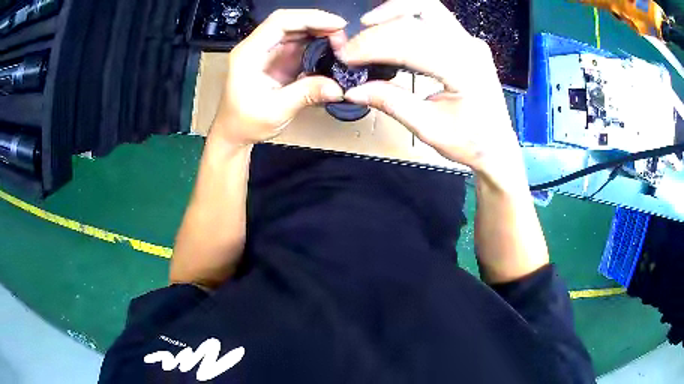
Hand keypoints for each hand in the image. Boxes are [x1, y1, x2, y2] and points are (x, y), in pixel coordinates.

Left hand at [212, 9, 347, 144]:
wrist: (234, 134)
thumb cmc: (245, 123)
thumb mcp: (276, 110)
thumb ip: (306, 94)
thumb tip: (338, 87)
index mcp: (249, 53)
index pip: (280, 22)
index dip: (310, 18)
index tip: (337, 25)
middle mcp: (257, 47)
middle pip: (289, 22)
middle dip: (317, 24)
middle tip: (342, 36)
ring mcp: (267, 53)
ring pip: (295, 32)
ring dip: (318, 33)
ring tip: (339, 43)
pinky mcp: (276, 61)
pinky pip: (298, 45)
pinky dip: (315, 45)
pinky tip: (329, 51)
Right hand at [340, 0, 526, 190]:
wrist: (497, 146)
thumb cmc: (469, 142)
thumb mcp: (428, 128)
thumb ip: (391, 103)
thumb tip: (353, 90)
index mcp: (464, 71)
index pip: (411, 43)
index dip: (373, 45)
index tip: (345, 56)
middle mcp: (469, 47)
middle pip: (417, 19)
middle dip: (378, 30)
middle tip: (352, 47)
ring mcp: (470, 41)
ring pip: (427, 8)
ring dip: (393, 13)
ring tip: (368, 29)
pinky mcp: (465, 41)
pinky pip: (433, 16)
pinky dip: (407, 17)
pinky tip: (391, 27)